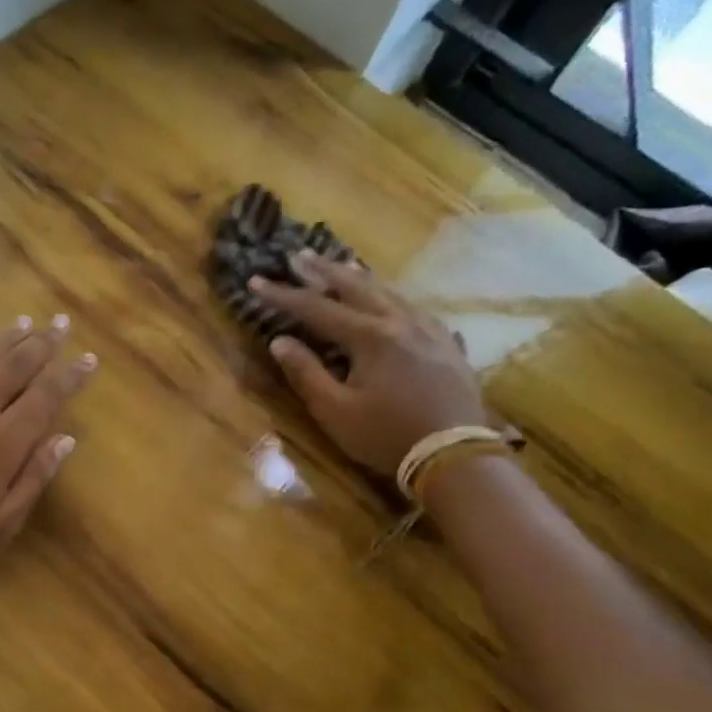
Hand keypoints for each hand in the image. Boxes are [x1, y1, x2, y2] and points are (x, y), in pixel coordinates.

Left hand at [0, 314, 94, 583]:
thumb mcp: (6, 520)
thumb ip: (36, 476)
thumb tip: (66, 439)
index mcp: (4, 441)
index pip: (46, 397)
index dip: (70, 376)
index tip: (89, 358)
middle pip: (14, 367)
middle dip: (41, 344)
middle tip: (59, 323)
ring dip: (2, 340)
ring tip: (22, 322)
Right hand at [248, 253, 486, 475]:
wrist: (455, 455)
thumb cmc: (387, 436)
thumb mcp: (335, 412)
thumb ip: (306, 374)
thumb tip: (280, 342)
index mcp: (370, 337)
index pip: (317, 308)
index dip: (283, 296)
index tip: (255, 281)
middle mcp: (400, 322)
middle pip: (356, 287)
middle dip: (323, 271)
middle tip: (298, 256)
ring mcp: (429, 331)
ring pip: (390, 293)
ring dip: (360, 279)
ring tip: (342, 266)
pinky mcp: (447, 345)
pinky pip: (414, 309)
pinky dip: (392, 298)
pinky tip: (392, 302)